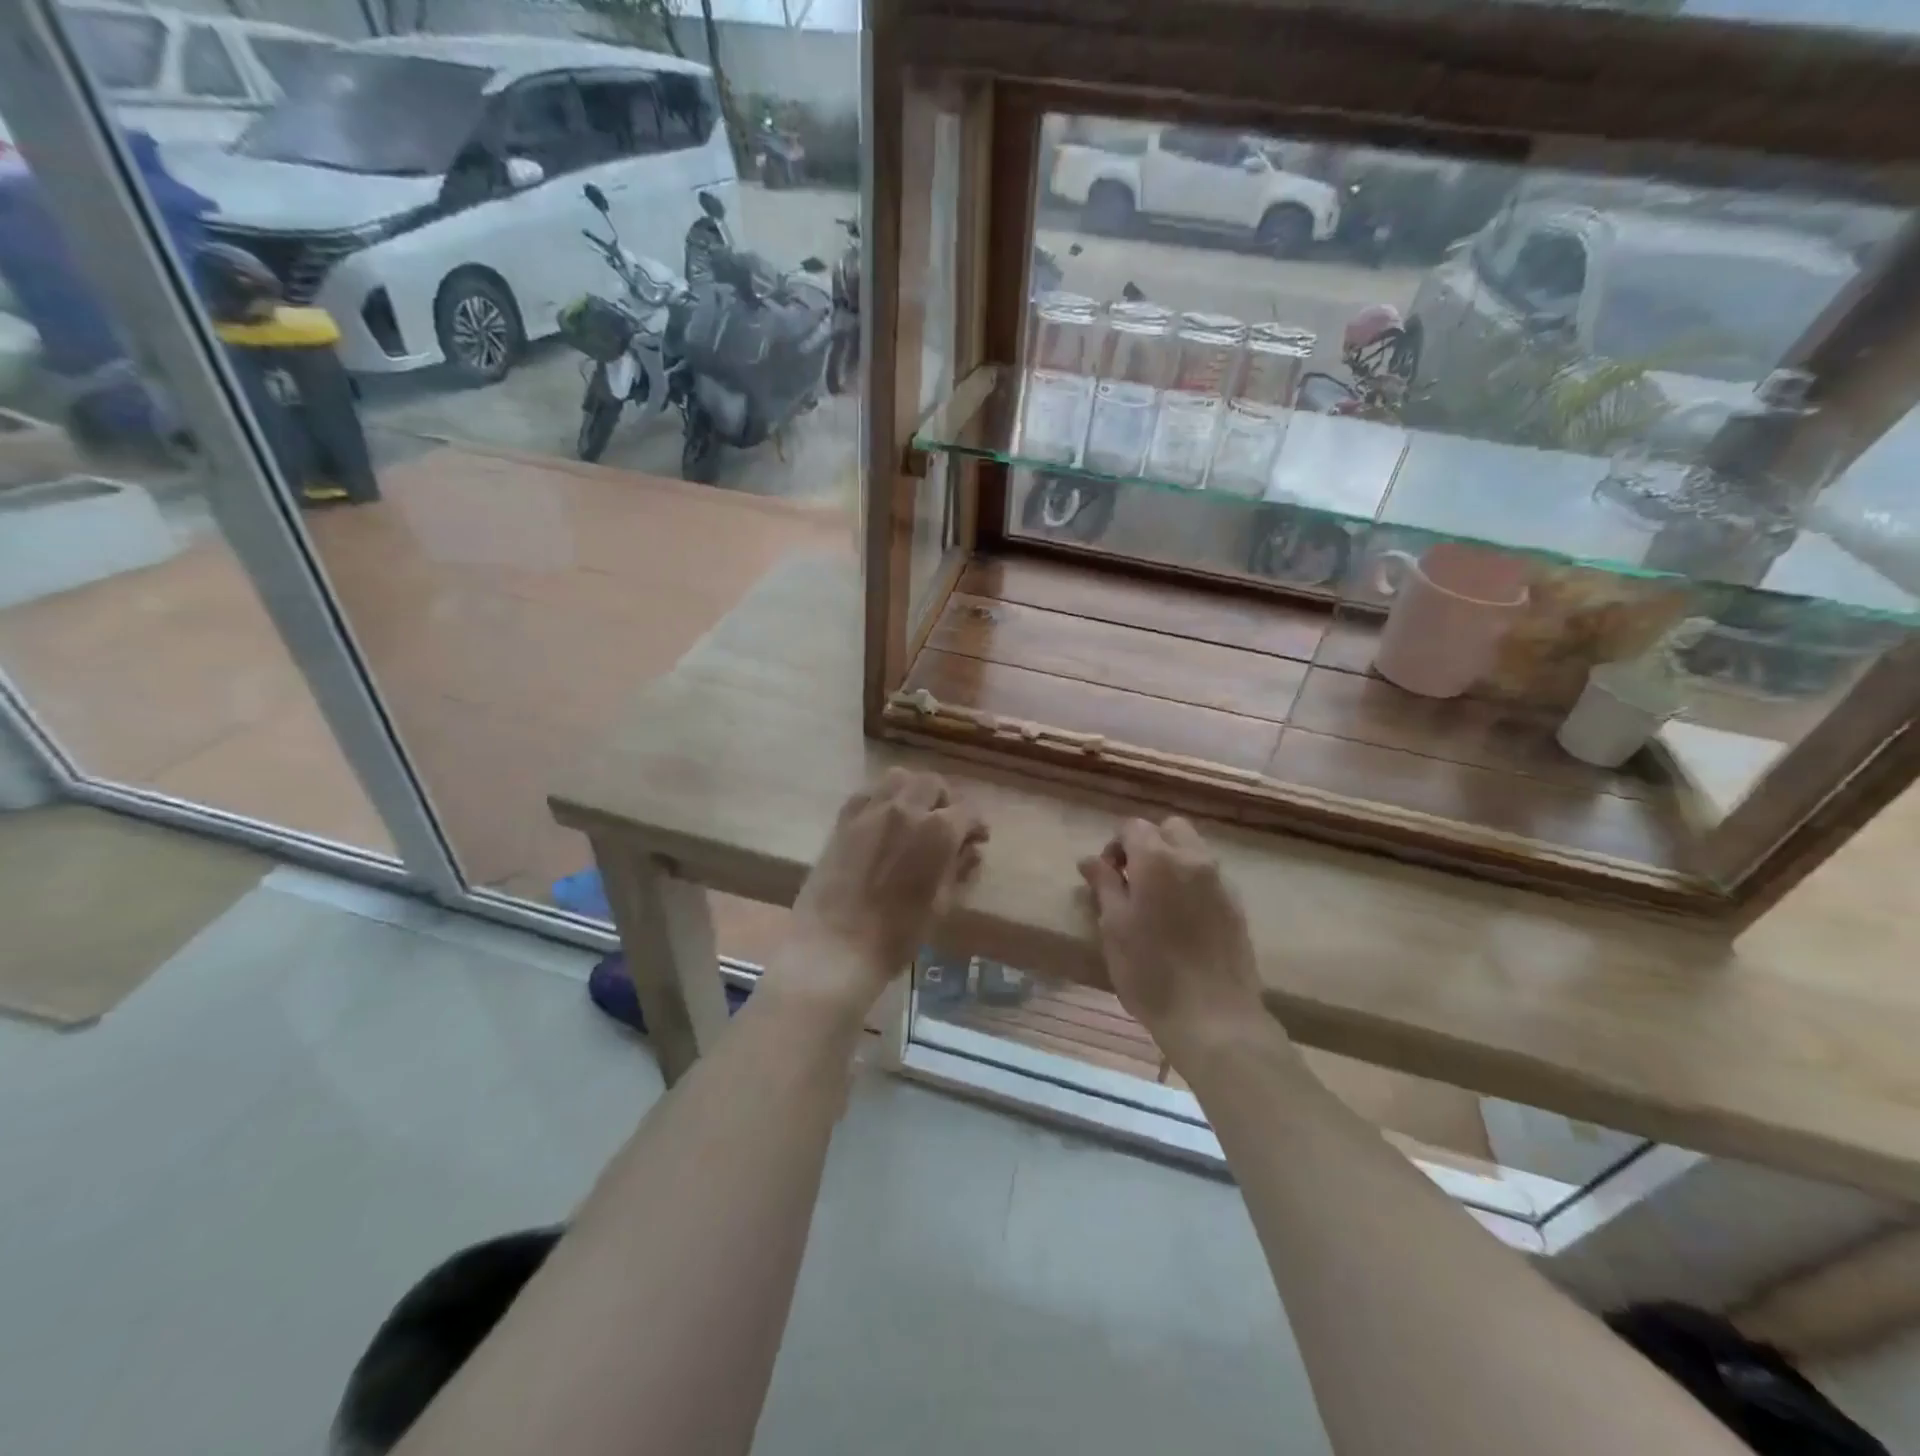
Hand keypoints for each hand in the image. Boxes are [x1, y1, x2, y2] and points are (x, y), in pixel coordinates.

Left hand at [779, 769, 986, 1016]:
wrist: (833, 948)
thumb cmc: (896, 936)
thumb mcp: (940, 906)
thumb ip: (959, 870)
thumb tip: (971, 850)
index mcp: (938, 831)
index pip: (967, 812)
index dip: (976, 826)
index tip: (977, 839)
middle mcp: (906, 809)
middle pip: (932, 784)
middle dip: (946, 800)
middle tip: (947, 825)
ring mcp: (870, 810)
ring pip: (899, 778)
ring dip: (913, 791)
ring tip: (915, 815)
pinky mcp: (843, 820)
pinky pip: (868, 792)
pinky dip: (883, 797)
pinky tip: (884, 820)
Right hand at [1078, 817, 1268, 1059]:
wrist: (1213, 1017)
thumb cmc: (1150, 972)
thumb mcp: (1113, 927)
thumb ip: (1104, 885)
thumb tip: (1090, 859)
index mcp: (1158, 859)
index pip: (1133, 827)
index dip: (1115, 845)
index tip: (1107, 876)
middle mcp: (1193, 859)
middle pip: (1170, 829)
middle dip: (1149, 843)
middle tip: (1133, 880)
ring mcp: (1220, 882)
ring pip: (1194, 850)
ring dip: (1172, 861)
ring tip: (1157, 901)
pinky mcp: (1236, 906)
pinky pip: (1210, 877)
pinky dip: (1192, 883)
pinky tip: (1181, 919)